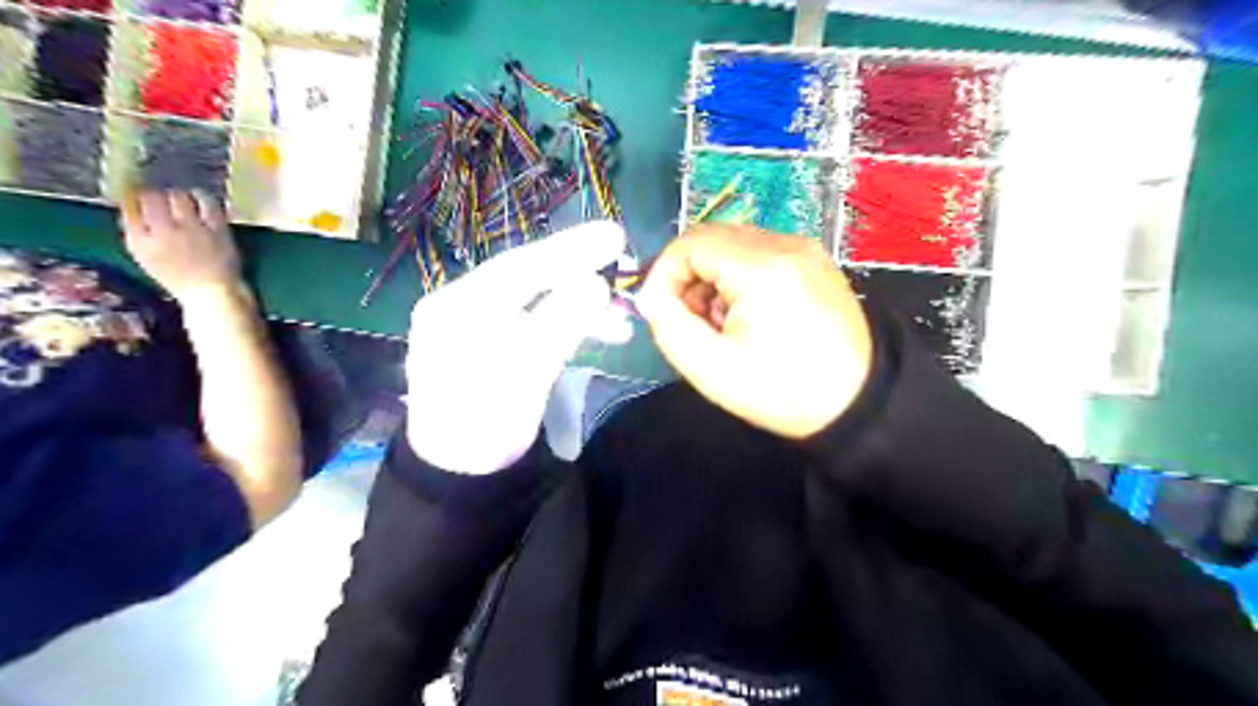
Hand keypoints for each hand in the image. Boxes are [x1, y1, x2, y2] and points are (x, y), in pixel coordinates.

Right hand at [120, 187, 239, 300]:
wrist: (211, 291)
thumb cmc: (176, 275)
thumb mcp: (144, 255)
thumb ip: (134, 229)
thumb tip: (129, 200)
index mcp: (140, 242)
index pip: (129, 207)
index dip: (135, 197)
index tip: (142, 197)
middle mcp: (164, 232)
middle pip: (153, 198)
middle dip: (157, 195)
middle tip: (164, 199)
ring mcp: (193, 230)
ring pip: (179, 197)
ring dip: (179, 194)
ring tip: (182, 199)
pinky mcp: (218, 230)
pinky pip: (208, 204)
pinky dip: (203, 197)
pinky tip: (201, 199)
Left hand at [407, 221, 629, 473]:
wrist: (459, 478)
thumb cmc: (484, 428)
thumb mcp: (523, 376)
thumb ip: (558, 324)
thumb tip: (595, 283)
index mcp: (457, 308)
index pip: (518, 267)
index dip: (569, 249)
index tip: (614, 236)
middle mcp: (462, 306)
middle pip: (527, 278)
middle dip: (578, 272)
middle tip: (624, 262)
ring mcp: (477, 325)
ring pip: (536, 301)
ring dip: (581, 305)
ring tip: (623, 318)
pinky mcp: (494, 344)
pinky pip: (536, 322)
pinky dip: (569, 325)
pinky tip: (603, 332)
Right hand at [640, 225, 876, 439]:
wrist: (857, 402)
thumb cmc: (782, 391)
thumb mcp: (711, 368)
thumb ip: (668, 325)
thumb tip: (654, 296)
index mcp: (762, 268)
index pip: (691, 243)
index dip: (664, 274)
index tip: (659, 310)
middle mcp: (786, 244)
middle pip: (712, 237)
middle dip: (687, 275)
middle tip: (688, 319)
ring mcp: (805, 249)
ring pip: (734, 243)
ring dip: (712, 275)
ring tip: (719, 322)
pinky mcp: (814, 260)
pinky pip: (760, 252)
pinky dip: (738, 275)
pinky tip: (747, 313)